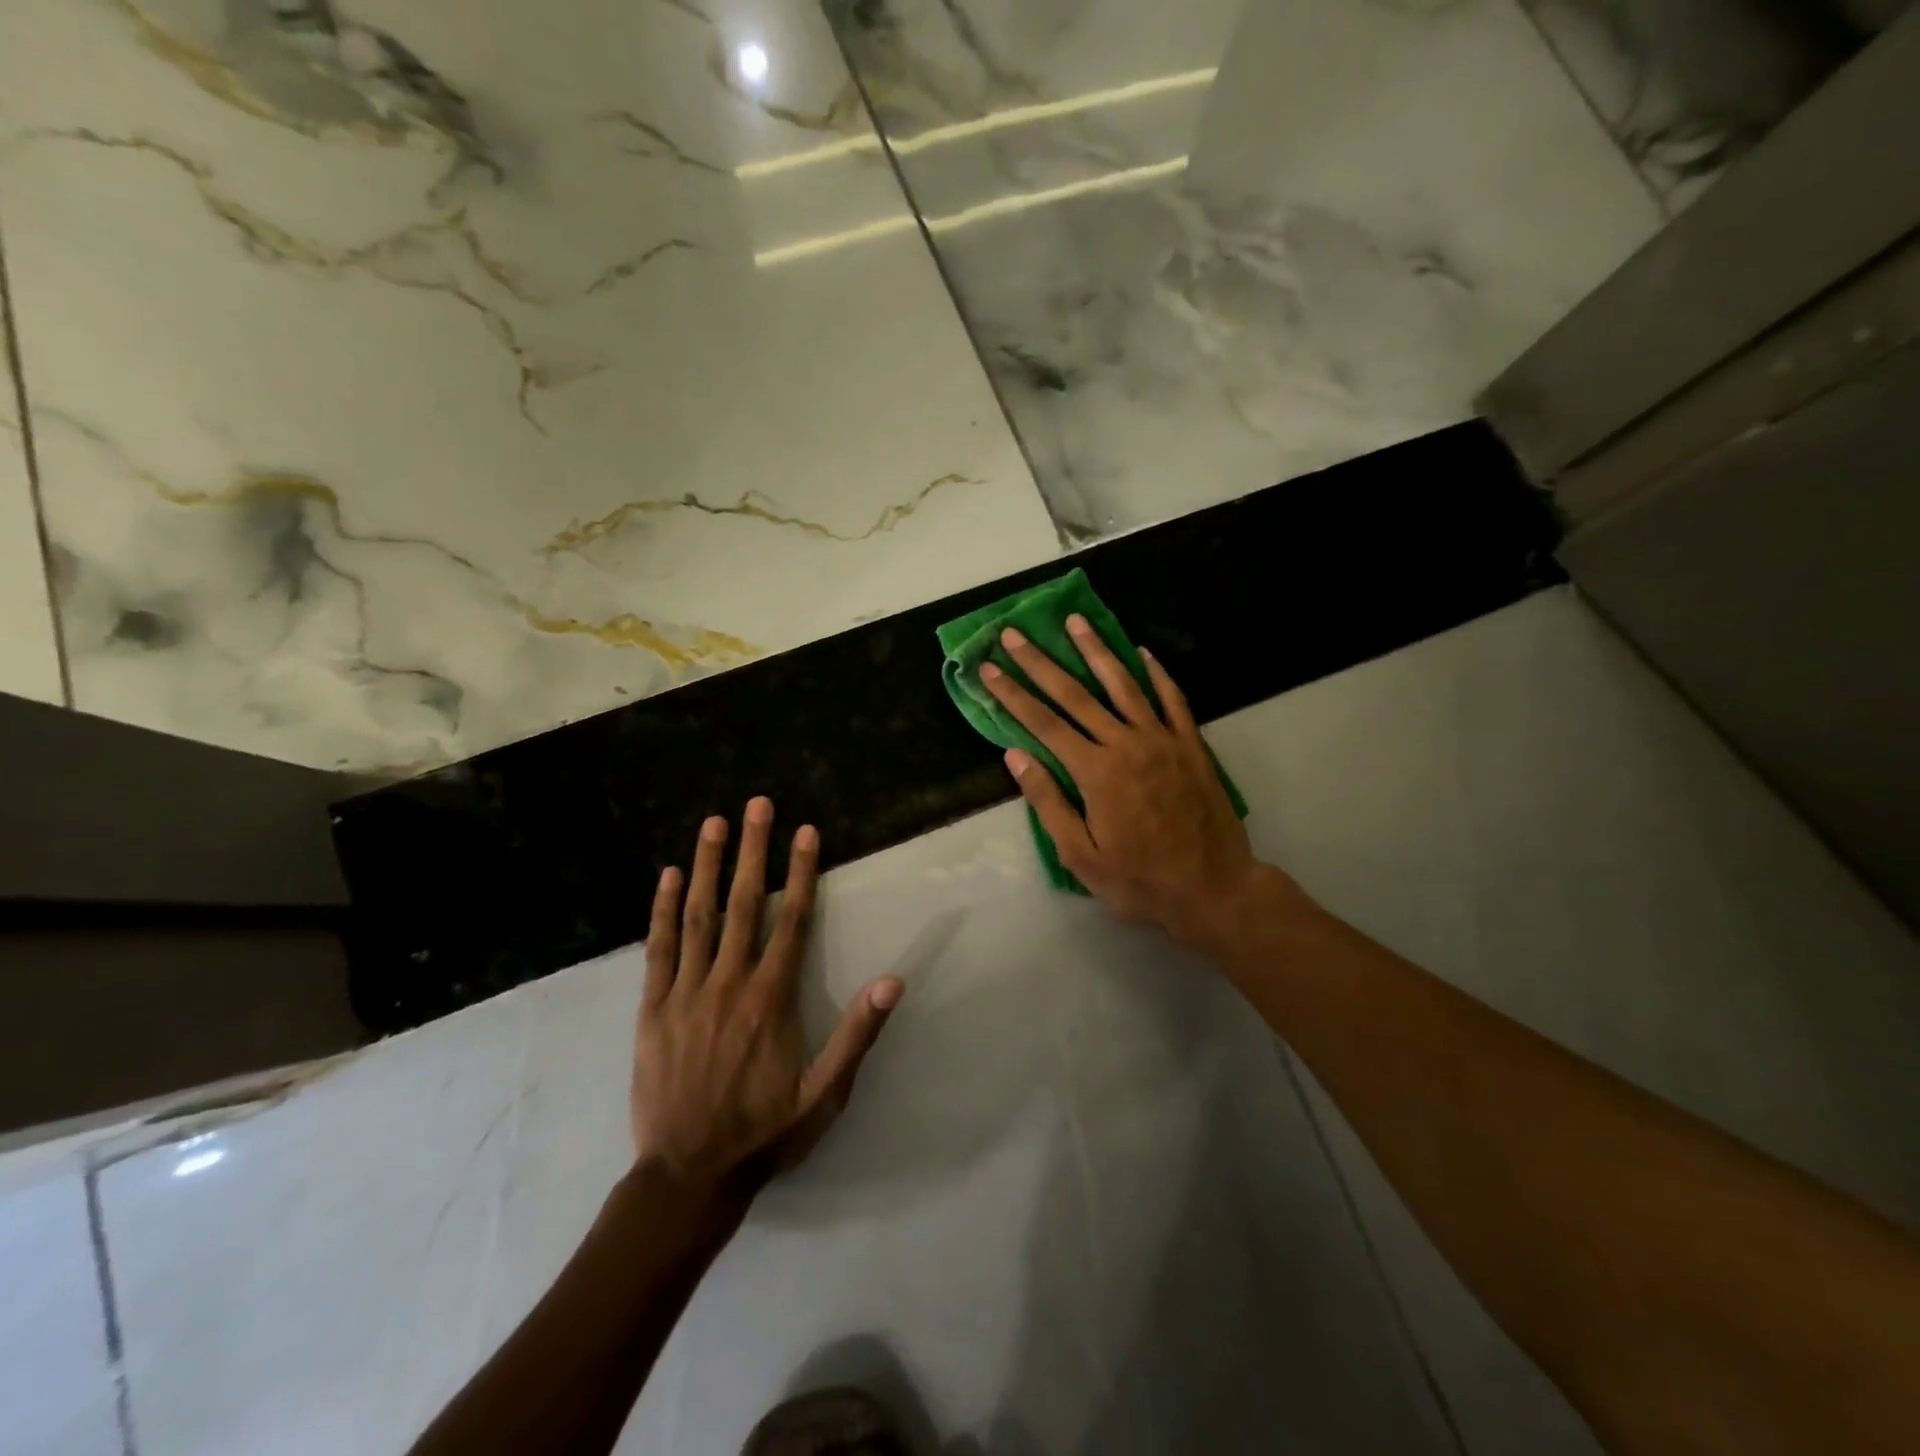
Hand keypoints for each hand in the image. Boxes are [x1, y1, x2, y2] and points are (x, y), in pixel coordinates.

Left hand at [632, 799, 901, 1192]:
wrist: (687, 1176)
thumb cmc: (763, 1132)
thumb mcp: (824, 1095)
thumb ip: (857, 1035)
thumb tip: (893, 981)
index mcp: (771, 999)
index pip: (790, 920)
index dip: (799, 872)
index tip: (805, 831)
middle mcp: (729, 983)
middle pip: (743, 904)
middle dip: (753, 850)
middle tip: (757, 805)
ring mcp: (686, 993)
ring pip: (699, 917)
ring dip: (707, 866)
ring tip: (713, 823)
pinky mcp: (652, 1009)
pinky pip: (658, 950)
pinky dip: (662, 910)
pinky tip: (667, 877)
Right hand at [981, 616, 1263, 946]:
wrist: (1214, 889)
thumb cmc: (1140, 880)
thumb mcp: (1082, 856)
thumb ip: (1048, 803)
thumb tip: (1014, 757)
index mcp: (1095, 772)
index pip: (1043, 723)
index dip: (1012, 694)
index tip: (989, 668)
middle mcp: (1126, 744)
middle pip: (1075, 694)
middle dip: (1040, 662)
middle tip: (1015, 634)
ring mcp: (1162, 740)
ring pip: (1123, 684)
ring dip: (1096, 650)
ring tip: (1075, 621)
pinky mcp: (1191, 744)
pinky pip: (1172, 698)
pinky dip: (1156, 673)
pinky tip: (1142, 652)